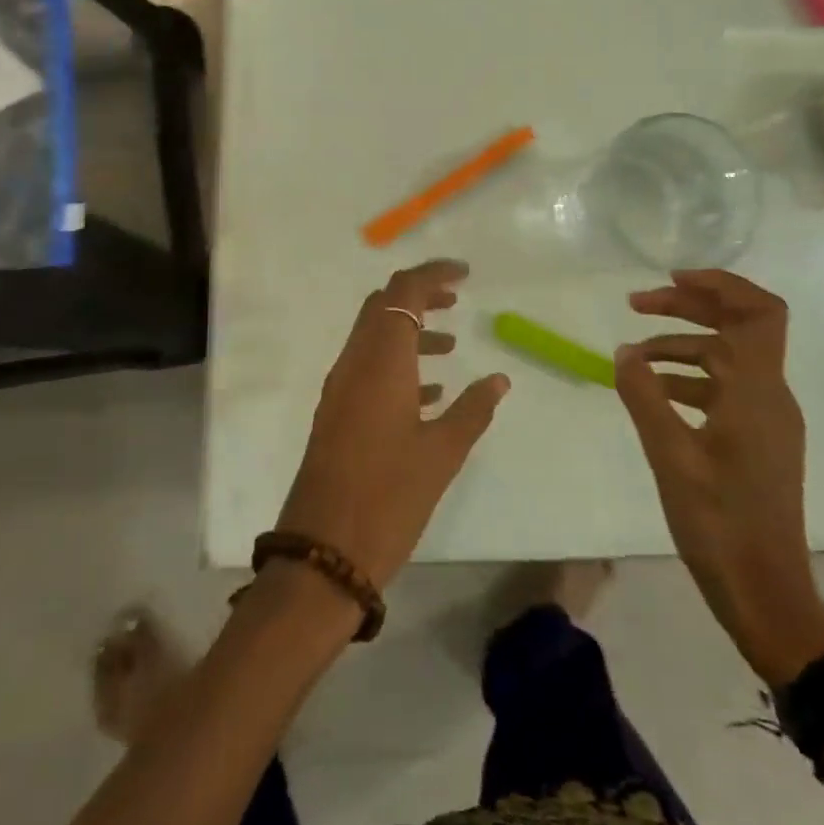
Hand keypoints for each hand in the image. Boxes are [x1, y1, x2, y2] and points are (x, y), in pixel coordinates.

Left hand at [276, 259, 510, 590]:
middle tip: (457, 299)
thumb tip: (499, 380)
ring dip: (409, 330)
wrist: (325, 550)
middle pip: (383, 306)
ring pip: (374, 336)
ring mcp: (340, 387)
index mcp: (380, 361)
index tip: (464, 274)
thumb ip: (472, 410)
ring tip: (452, 344)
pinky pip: (368, 367)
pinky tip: (431, 390)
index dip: (432, 274)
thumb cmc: (389, 497)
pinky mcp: (336, 411)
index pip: (403, 293)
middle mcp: (355, 363)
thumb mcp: (441, 454)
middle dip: (419, 296)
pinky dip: (397, 362)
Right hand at [614, 269, 823, 685]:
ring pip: (726, 358)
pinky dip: (688, 379)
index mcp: (756, 391)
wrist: (765, 593)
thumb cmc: (719, 522)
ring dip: (680, 346)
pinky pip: (724, 389)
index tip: (671, 279)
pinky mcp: (758, 441)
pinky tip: (653, 393)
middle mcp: (770, 396)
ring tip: (632, 357)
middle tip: (636, 306)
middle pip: (738, 326)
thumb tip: (624, 352)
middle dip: (688, 307)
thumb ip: (643, 395)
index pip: (758, 312)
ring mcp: (766, 419)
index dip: (720, 284)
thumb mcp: (669, 455)